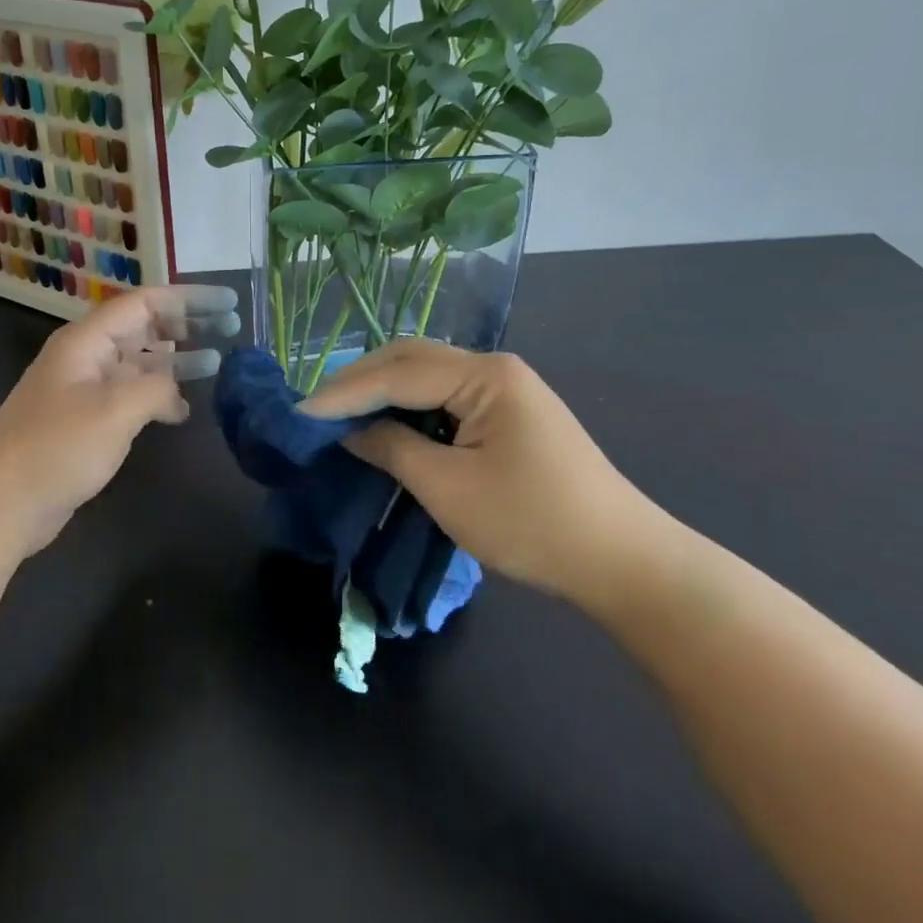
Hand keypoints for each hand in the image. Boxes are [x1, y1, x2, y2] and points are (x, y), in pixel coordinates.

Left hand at [0, 285, 240, 559]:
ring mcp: (84, 390)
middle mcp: (86, 357)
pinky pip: (129, 396)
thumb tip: (175, 393)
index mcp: (87, 340)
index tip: (229, 302)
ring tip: (216, 364)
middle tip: (231, 329)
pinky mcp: (84, 422)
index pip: (146, 302)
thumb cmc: (57, 447)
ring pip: (138, 363)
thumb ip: (157, 388)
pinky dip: (157, 397)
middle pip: (143, 328)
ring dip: (175, 361)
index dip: (190, 299)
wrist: (0, 502)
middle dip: (187, 326)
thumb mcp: (116, 409)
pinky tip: (182, 411)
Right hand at [299, 339, 652, 599]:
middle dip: (359, 381)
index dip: (344, 393)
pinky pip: (446, 398)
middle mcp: (495, 368)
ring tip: (340, 414)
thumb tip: (349, 431)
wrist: (623, 562)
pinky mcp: (509, 414)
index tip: (299, 412)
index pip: (398, 373)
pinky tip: (386, 424)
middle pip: (411, 360)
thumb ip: (392, 449)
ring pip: (427, 376)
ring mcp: (506, 389)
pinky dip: (409, 408)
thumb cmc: (532, 523)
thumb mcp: (448, 489)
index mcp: (485, 375)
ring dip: (382, 391)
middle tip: (315, 409)